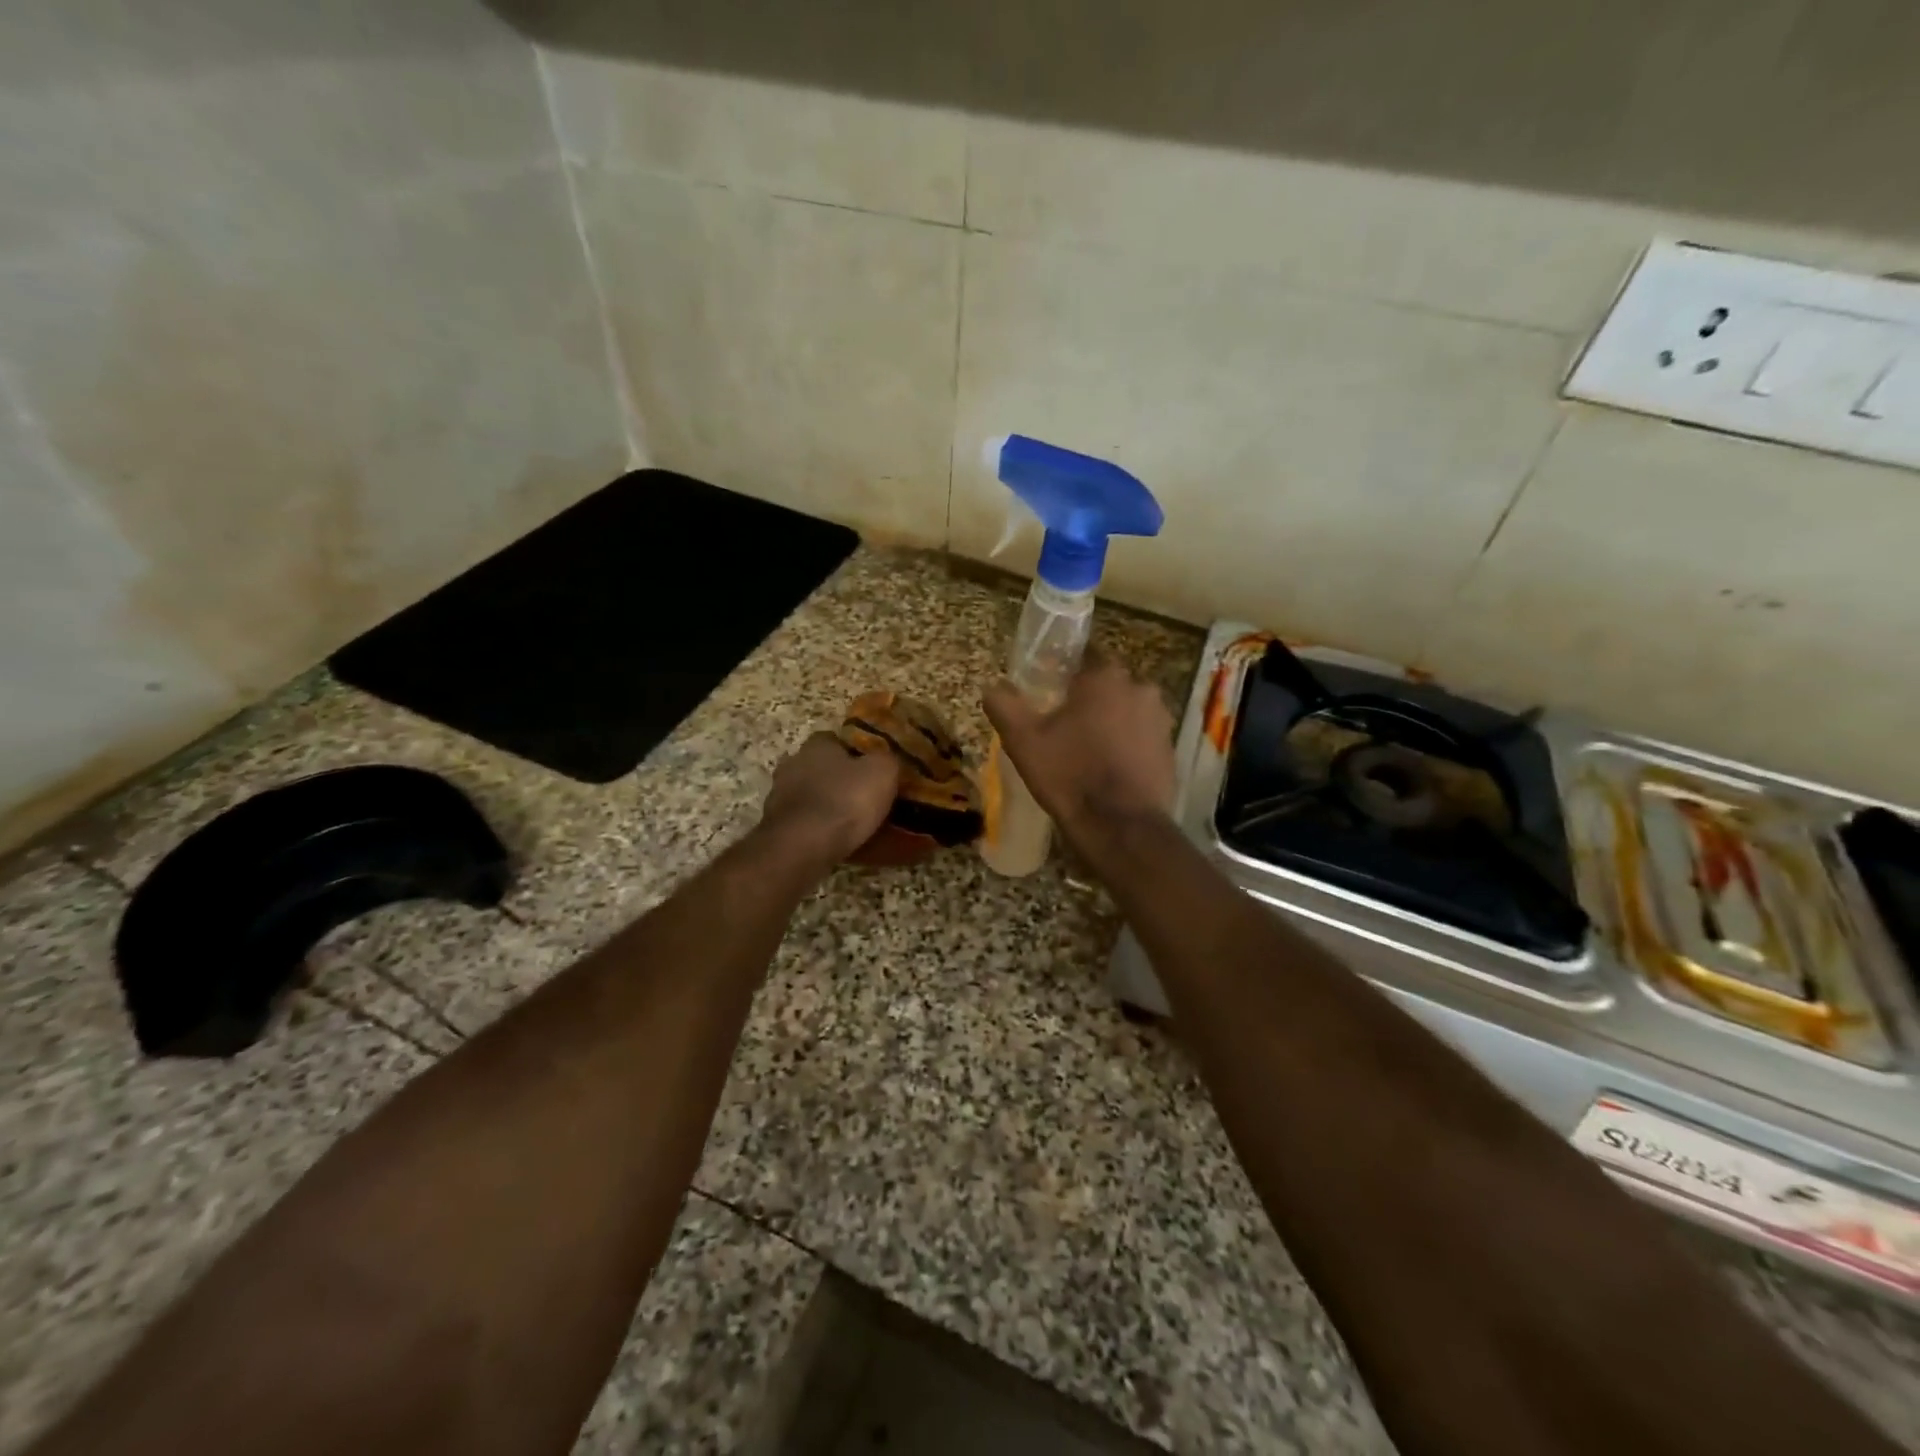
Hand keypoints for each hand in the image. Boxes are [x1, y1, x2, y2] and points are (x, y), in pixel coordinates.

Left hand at [756, 731, 898, 866]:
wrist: (802, 846)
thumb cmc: (845, 800)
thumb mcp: (882, 772)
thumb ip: (886, 760)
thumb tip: (885, 760)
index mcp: (816, 745)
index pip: (835, 740)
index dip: (855, 753)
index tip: (871, 769)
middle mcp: (792, 764)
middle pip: (819, 767)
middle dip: (838, 780)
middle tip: (863, 796)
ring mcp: (779, 797)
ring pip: (809, 796)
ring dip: (825, 805)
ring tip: (851, 823)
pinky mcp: (776, 827)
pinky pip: (803, 823)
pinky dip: (816, 829)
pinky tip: (834, 841)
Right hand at [983, 657, 1175, 843]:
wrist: (1120, 826)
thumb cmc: (1069, 774)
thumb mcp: (1023, 740)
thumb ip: (1004, 705)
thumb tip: (993, 687)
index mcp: (1105, 677)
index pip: (1085, 655)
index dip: (1065, 671)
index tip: (1050, 690)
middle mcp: (1140, 688)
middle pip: (1108, 684)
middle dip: (1089, 698)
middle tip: (1064, 724)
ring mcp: (1161, 719)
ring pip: (1127, 710)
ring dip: (1111, 721)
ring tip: (1087, 749)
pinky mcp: (1170, 749)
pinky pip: (1142, 737)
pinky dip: (1128, 745)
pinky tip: (1109, 768)